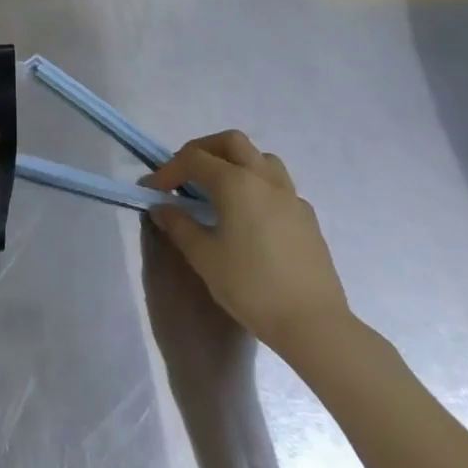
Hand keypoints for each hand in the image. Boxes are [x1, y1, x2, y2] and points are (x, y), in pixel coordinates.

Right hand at [142, 130, 350, 356]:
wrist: (314, 325)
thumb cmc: (251, 287)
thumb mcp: (204, 257)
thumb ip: (179, 225)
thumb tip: (162, 207)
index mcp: (235, 183)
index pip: (193, 159)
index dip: (168, 169)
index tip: (153, 189)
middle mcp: (264, 179)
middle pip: (231, 142)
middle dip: (203, 150)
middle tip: (186, 174)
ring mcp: (291, 196)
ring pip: (260, 158)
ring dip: (235, 162)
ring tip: (219, 188)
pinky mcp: (307, 217)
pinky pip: (279, 185)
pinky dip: (257, 186)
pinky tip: (250, 216)